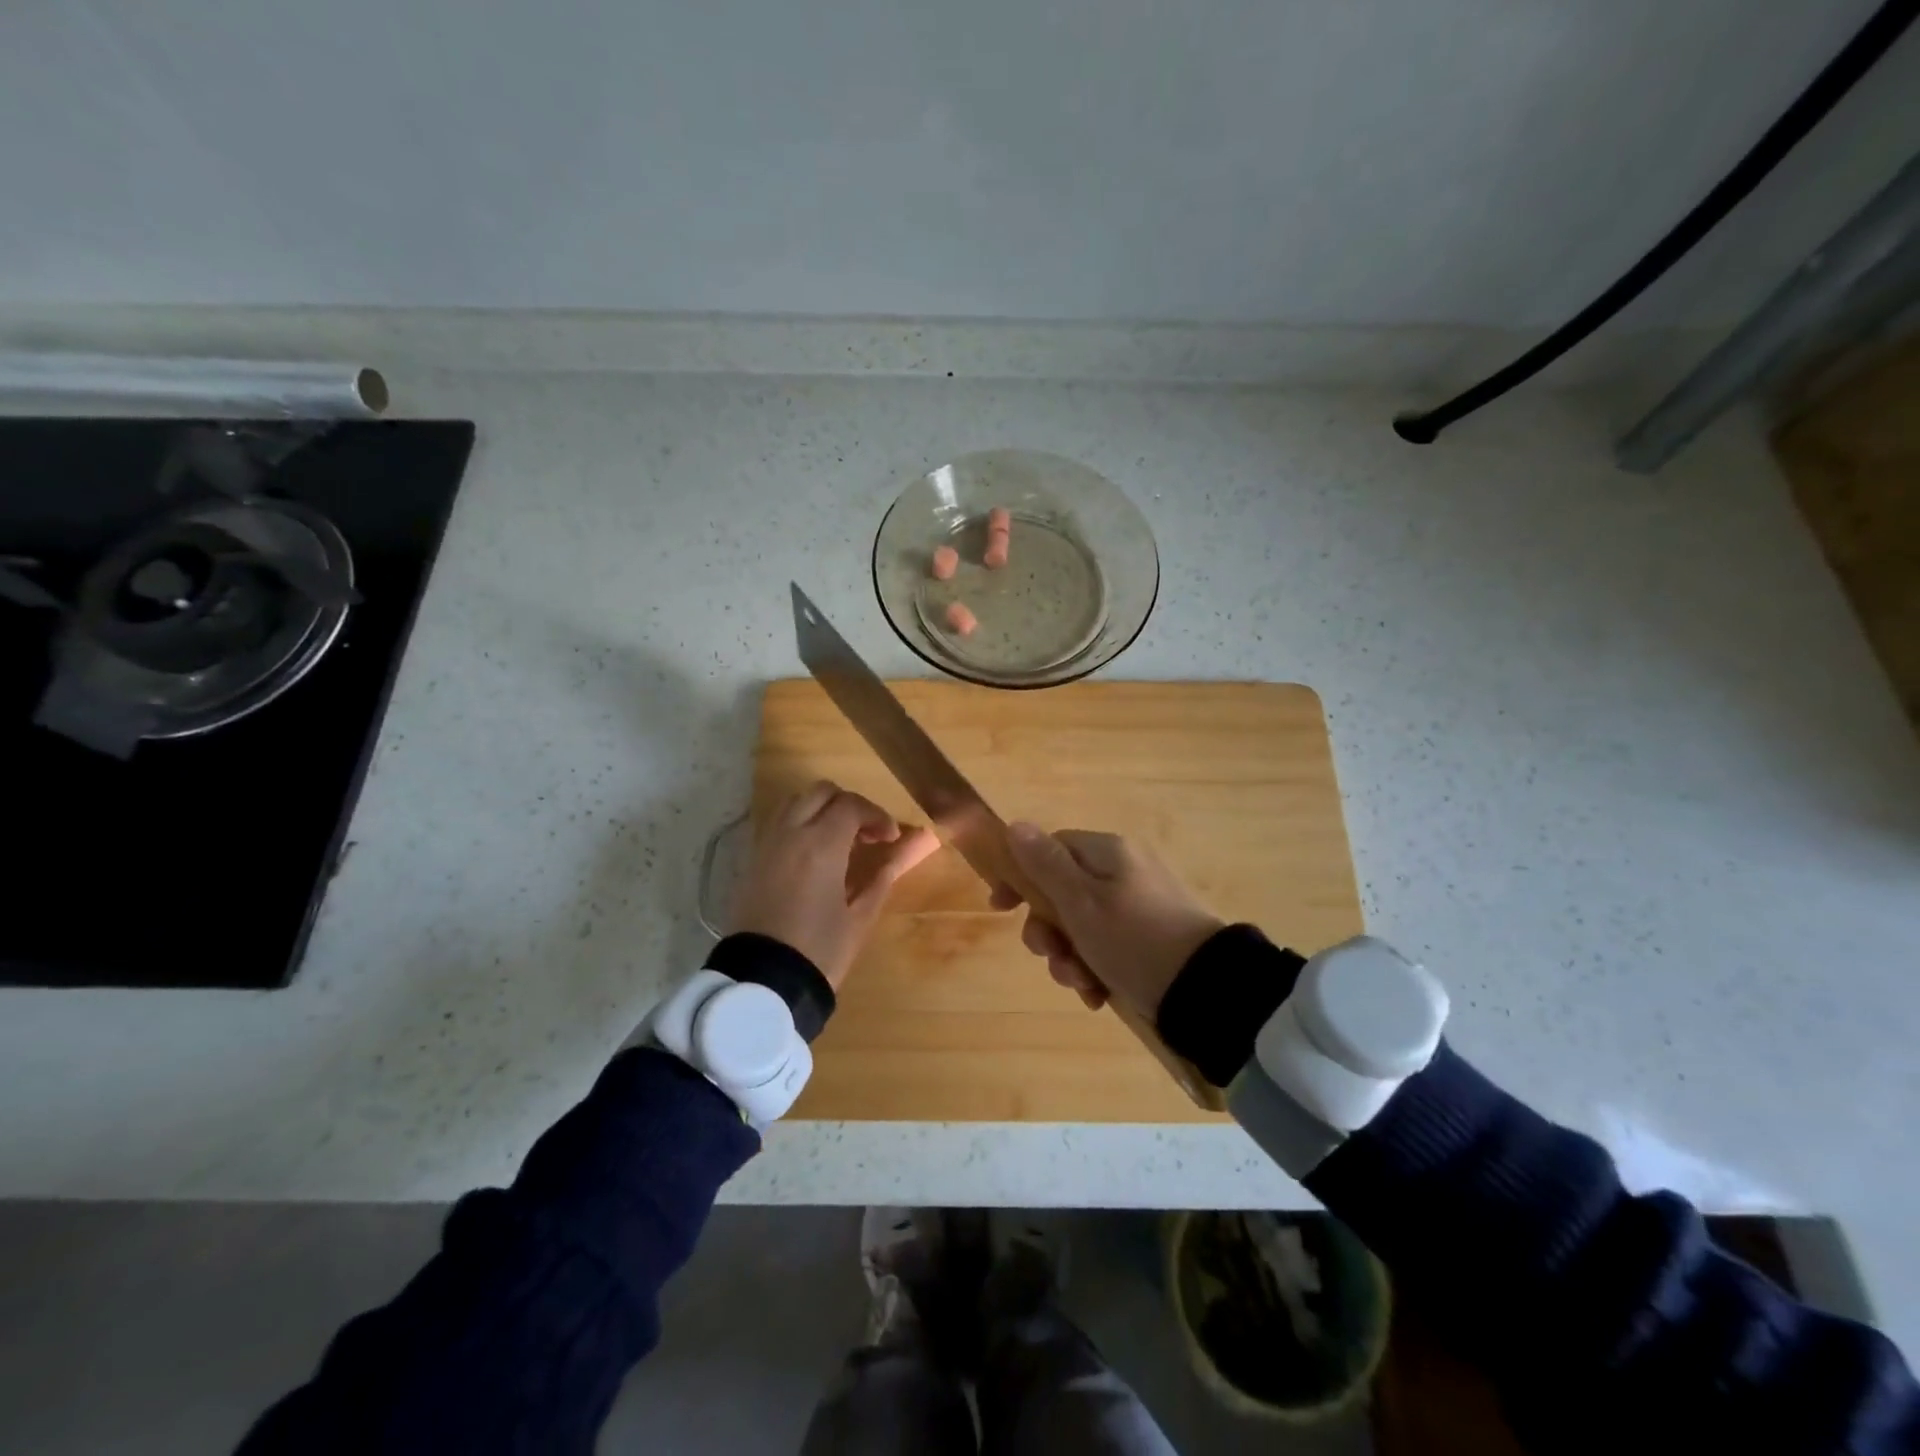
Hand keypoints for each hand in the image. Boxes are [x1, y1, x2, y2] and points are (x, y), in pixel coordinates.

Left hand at [728, 780, 939, 987]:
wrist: (764, 981)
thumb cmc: (820, 951)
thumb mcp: (860, 916)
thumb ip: (885, 875)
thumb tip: (915, 846)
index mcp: (821, 844)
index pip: (852, 805)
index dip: (877, 816)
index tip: (891, 839)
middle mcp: (790, 833)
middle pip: (822, 792)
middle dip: (849, 805)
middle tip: (867, 836)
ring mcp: (767, 844)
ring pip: (796, 801)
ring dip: (822, 809)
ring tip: (839, 841)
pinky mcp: (752, 860)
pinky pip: (778, 823)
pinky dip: (800, 823)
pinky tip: (813, 855)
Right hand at [991, 823, 1224, 1017]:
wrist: (1205, 990)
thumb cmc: (1133, 939)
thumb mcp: (1081, 902)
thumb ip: (1046, 865)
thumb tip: (1016, 825)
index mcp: (1108, 853)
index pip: (1051, 849)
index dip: (1022, 877)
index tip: (1001, 909)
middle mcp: (1123, 872)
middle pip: (1063, 892)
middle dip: (1049, 931)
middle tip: (1052, 955)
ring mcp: (1138, 907)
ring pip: (1081, 926)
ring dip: (1069, 957)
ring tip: (1082, 983)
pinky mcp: (1148, 939)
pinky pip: (1106, 947)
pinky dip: (1095, 969)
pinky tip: (1098, 994)